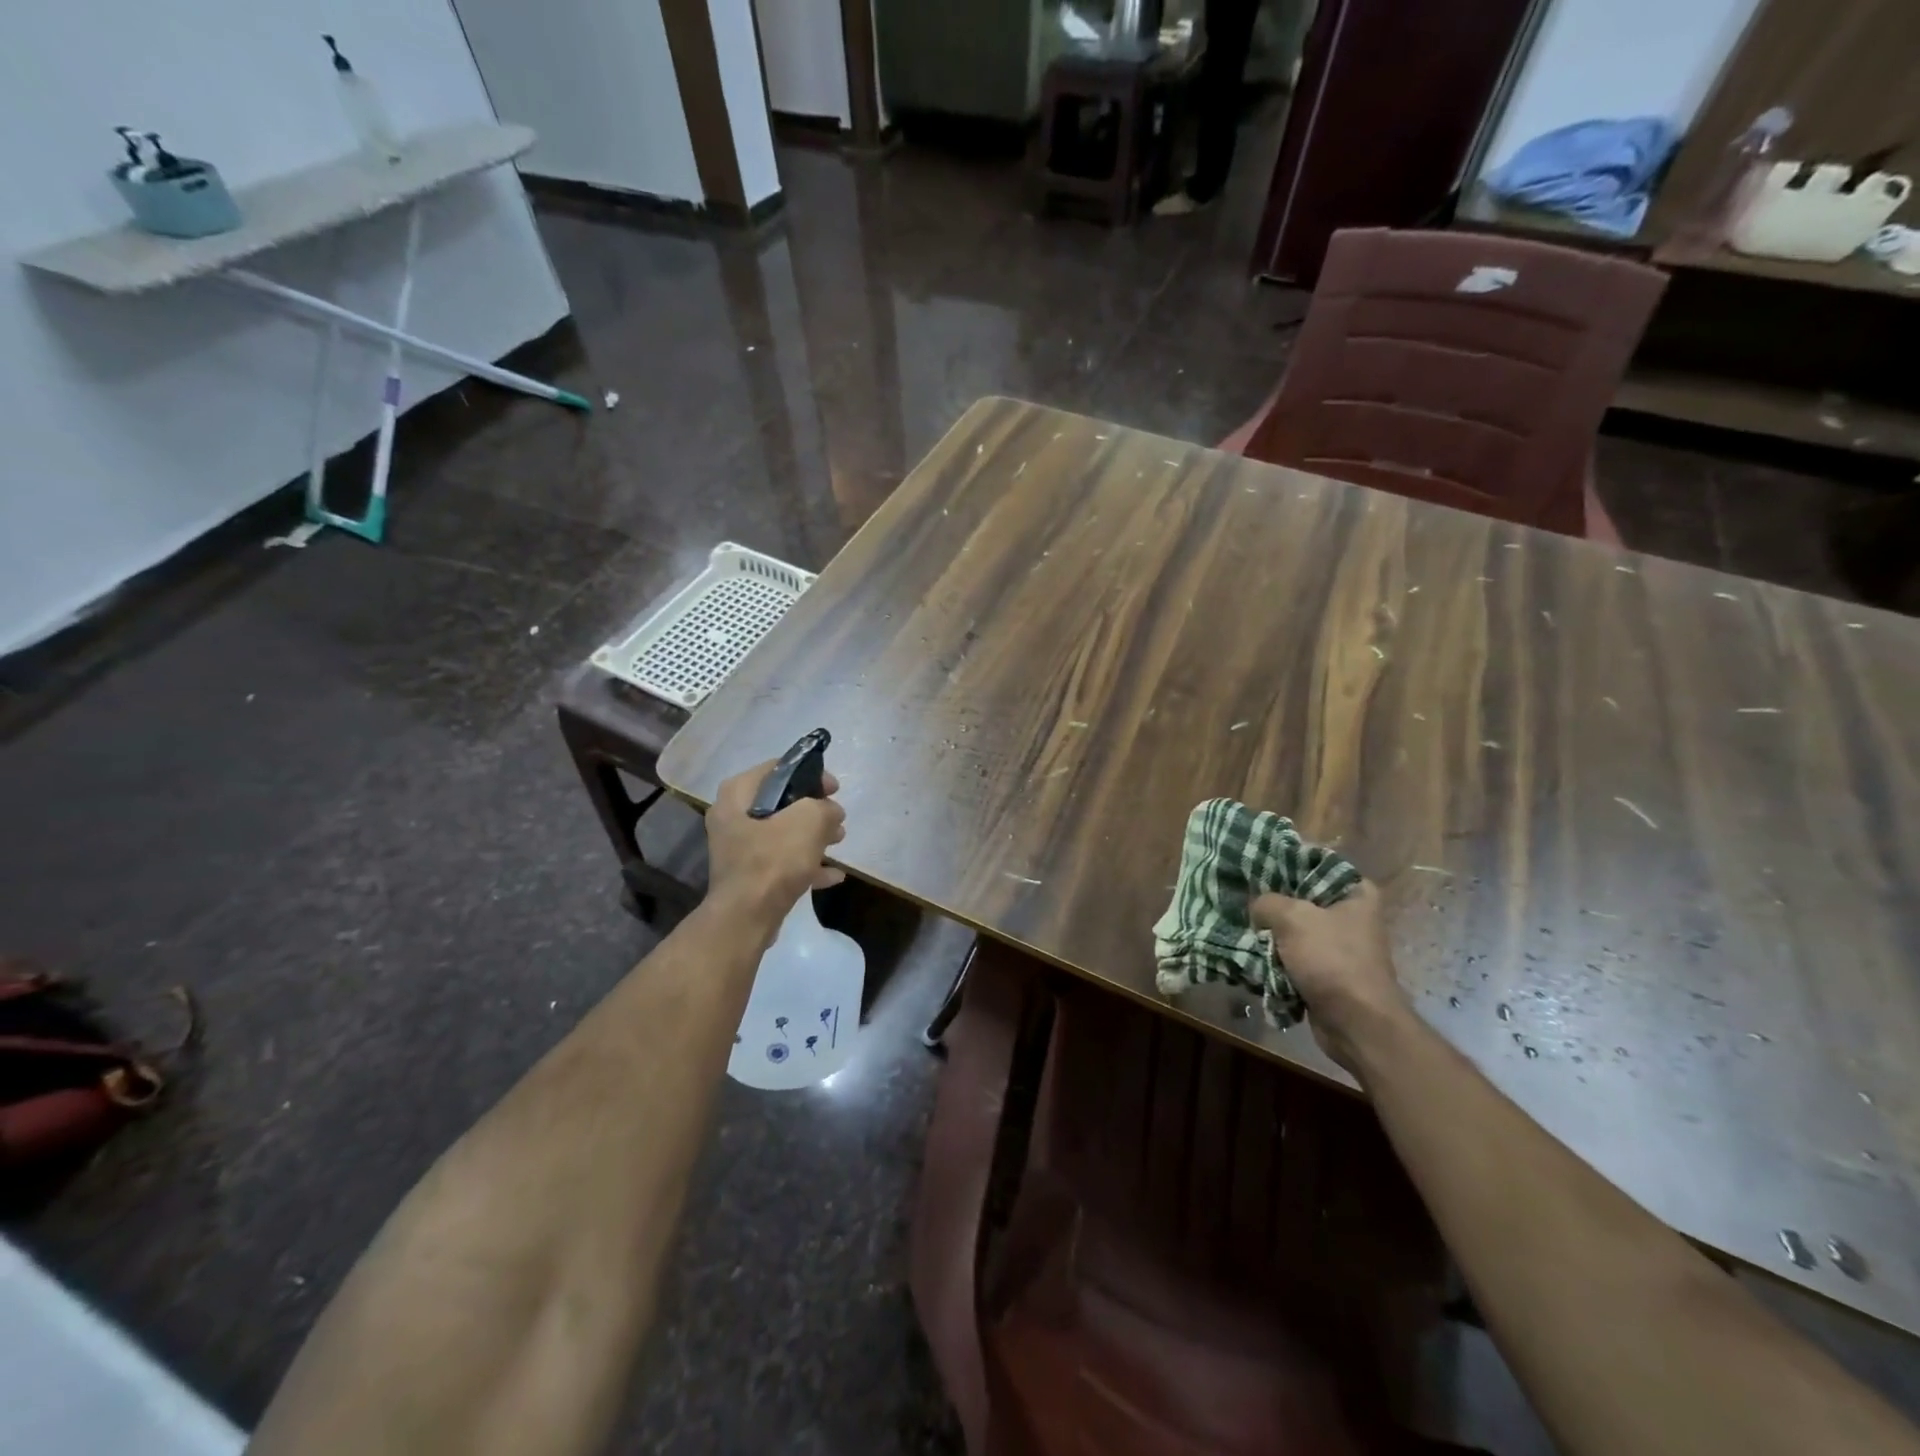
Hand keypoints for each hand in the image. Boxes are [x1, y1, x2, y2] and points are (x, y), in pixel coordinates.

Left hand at [704, 762, 846, 936]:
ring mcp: (739, 849)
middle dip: (814, 810)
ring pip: (783, 833)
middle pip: (781, 803)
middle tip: (837, 817)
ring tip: (839, 841)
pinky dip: (806, 864)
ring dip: (813, 836)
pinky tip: (833, 875)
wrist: (746, 918)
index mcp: (737, 795)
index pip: (777, 769)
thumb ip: (825, 808)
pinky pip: (782, 862)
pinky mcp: (749, 876)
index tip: (834, 788)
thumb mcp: (809, 821)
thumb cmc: (773, 860)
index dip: (810, 774)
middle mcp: (732, 818)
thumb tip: (830, 813)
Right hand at [1251, 882, 1407, 1072]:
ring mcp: (1338, 946)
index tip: (1253, 865)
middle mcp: (1350, 915)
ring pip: (1293, 929)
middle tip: (1240, 895)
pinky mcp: (1326, 972)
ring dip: (1269, 932)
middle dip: (1271, 901)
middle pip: (1300, 897)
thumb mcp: (1293, 918)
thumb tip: (1255, 907)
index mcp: (1356, 892)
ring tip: (1239, 923)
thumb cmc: (1332, 960)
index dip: (1283, 862)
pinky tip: (1249, 951)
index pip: (1314, 863)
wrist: (1356, 1024)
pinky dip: (1274, 957)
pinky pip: (1292, 956)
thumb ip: (1267, 902)